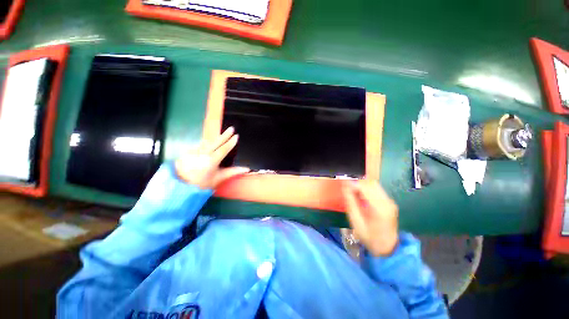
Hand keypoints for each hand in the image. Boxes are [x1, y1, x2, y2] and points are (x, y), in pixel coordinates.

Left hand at [175, 127, 249, 188]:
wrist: (181, 185)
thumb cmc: (203, 183)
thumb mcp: (219, 178)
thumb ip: (233, 172)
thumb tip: (246, 169)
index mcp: (211, 161)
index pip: (223, 149)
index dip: (231, 142)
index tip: (236, 136)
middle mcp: (202, 153)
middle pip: (215, 142)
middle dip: (224, 135)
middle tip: (231, 128)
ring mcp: (194, 151)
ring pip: (207, 142)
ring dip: (215, 138)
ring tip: (223, 134)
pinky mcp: (188, 151)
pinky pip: (200, 145)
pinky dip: (207, 144)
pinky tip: (210, 144)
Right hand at [342, 180, 398, 256]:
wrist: (388, 248)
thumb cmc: (370, 237)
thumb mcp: (356, 221)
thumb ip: (351, 202)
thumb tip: (345, 186)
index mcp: (379, 208)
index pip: (365, 187)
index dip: (353, 183)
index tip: (343, 184)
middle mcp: (387, 202)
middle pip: (371, 183)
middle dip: (357, 182)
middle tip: (347, 188)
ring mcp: (390, 201)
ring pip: (374, 184)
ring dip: (361, 184)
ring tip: (353, 191)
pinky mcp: (389, 202)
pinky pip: (376, 189)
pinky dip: (366, 188)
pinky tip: (360, 195)